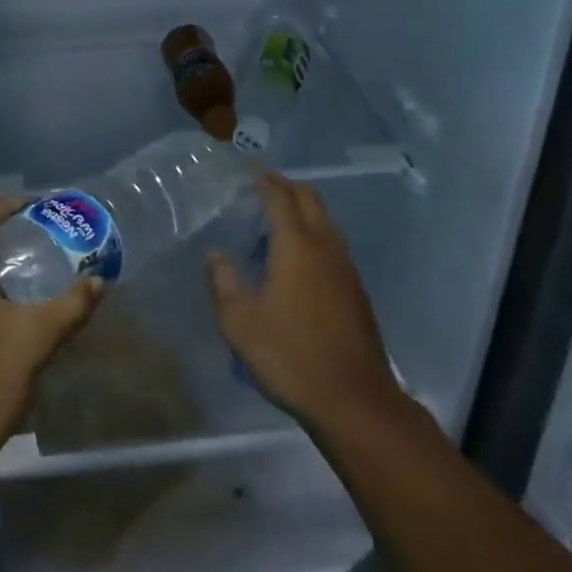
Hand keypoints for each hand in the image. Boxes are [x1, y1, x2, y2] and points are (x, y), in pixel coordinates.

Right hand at [207, 173, 405, 437]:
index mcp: (296, 245)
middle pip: (310, 199)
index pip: (280, 197)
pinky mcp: (356, 291)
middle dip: (287, 186)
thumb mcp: (239, 323)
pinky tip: (297, 260)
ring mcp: (345, 268)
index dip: (264, 180)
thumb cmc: (290, 356)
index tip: (248, 170)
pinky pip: (333, 244)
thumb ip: (223, 282)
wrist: (355, 401)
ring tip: (276, 221)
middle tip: (263, 187)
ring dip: (303, 210)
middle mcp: (325, 246)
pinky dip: (314, 234)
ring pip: (326, 221)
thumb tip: (215, 255)